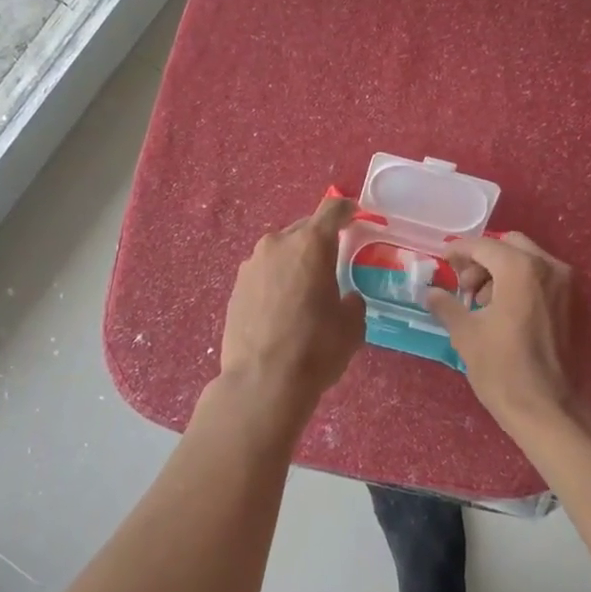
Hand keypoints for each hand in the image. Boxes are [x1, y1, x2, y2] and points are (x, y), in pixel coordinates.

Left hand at [216, 195, 366, 429]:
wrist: (262, 382)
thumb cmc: (316, 348)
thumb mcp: (352, 325)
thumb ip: (352, 301)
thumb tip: (345, 298)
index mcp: (311, 243)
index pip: (332, 209)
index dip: (347, 209)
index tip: (355, 214)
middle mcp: (277, 244)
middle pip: (304, 230)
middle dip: (319, 241)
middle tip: (332, 262)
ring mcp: (251, 265)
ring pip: (280, 252)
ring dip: (295, 262)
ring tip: (305, 290)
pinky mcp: (235, 287)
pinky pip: (264, 273)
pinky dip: (276, 281)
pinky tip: (282, 308)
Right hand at [428, 232, 578, 433]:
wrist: (547, 408)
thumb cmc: (501, 369)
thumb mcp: (465, 333)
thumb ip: (446, 304)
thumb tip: (431, 293)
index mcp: (520, 269)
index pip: (483, 246)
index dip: (458, 250)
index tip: (442, 262)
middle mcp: (547, 267)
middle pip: (508, 245)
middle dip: (482, 259)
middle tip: (463, 285)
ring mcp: (564, 285)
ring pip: (526, 260)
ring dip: (500, 271)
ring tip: (480, 302)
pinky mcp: (570, 303)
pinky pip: (540, 278)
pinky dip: (518, 282)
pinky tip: (501, 310)